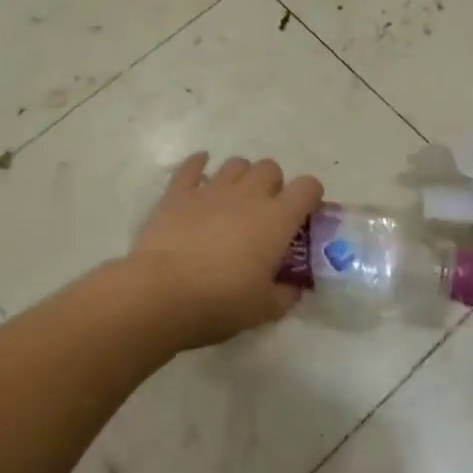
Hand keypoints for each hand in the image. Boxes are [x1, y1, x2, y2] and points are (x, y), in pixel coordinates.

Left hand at [128, 153, 324, 348]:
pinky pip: (192, 166)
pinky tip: (200, 168)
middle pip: (270, 168)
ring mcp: (211, 190)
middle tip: (266, 211)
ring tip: (235, 197)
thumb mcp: (264, 309)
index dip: (311, 195)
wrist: (161, 293)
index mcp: (277, 219)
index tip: (306, 214)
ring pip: (236, 163)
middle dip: (274, 184)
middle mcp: (248, 195)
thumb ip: (285, 294)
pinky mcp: (178, 194)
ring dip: (241, 175)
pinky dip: (199, 164)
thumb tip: (292, 287)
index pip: (307, 187)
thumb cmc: (220, 302)